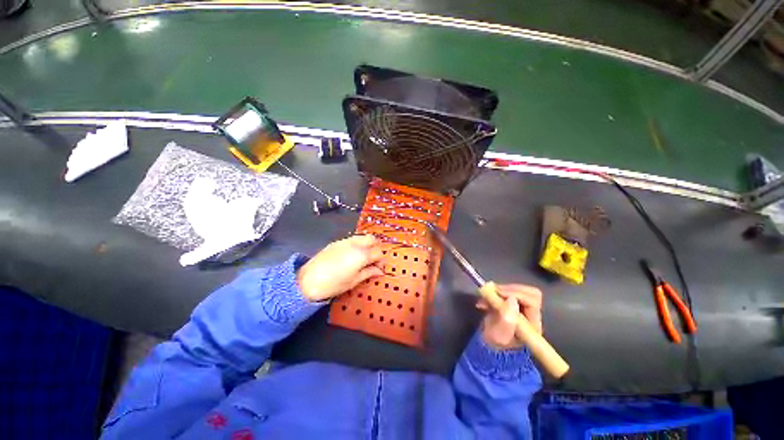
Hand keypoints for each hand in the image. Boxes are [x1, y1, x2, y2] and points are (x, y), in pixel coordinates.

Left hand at [297, 235, 384, 301]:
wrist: (307, 281)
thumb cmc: (333, 284)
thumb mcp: (354, 281)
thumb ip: (369, 273)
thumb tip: (380, 271)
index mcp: (362, 255)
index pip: (378, 253)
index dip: (382, 261)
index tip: (379, 269)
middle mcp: (355, 244)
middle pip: (373, 239)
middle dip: (376, 248)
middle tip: (374, 261)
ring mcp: (345, 241)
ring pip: (363, 237)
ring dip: (367, 245)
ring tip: (364, 258)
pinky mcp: (337, 242)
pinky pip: (353, 239)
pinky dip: (358, 244)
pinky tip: (352, 256)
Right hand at [477, 284, 542, 349]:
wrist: (487, 347)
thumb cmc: (494, 344)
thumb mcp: (499, 335)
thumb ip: (506, 319)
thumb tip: (511, 299)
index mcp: (532, 324)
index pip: (532, 301)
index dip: (515, 294)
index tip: (497, 293)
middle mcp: (531, 315)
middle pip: (529, 292)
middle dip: (509, 289)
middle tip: (492, 291)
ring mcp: (521, 308)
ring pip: (517, 290)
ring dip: (500, 290)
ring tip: (485, 296)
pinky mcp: (511, 304)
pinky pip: (507, 291)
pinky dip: (495, 292)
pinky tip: (484, 300)